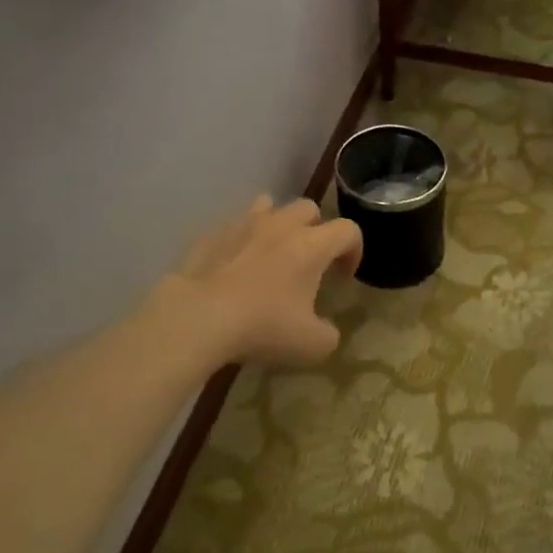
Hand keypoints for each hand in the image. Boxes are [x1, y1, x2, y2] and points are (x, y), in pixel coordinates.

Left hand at [158, 195, 361, 365]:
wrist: (198, 317)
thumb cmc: (263, 327)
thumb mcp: (312, 345)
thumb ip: (329, 334)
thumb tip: (325, 330)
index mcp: (311, 245)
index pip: (348, 230)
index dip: (354, 251)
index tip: (343, 277)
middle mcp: (280, 225)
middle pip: (308, 208)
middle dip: (316, 230)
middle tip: (309, 262)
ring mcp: (242, 225)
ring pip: (268, 206)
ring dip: (277, 225)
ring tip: (271, 253)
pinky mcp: (210, 235)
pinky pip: (233, 227)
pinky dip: (241, 240)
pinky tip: (234, 266)